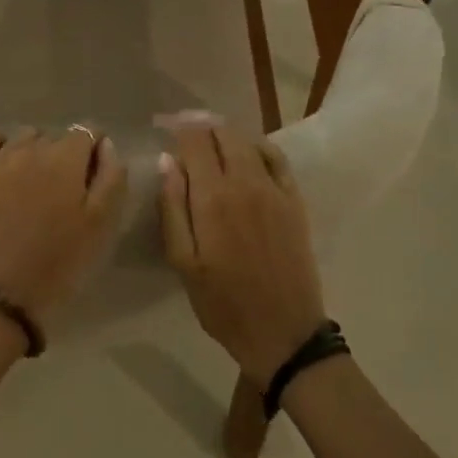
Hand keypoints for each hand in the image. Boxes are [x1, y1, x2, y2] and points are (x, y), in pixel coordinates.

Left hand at [0, 127, 126, 323]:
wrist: (1, 295)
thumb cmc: (59, 262)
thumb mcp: (102, 224)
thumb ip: (112, 176)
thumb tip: (105, 144)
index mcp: (66, 158)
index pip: (88, 132)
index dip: (94, 153)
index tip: (91, 180)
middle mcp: (31, 147)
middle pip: (56, 137)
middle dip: (65, 156)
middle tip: (64, 193)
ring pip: (25, 137)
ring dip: (34, 152)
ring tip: (34, 185)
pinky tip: (4, 167)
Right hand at [159, 125, 327, 386]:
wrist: (283, 332)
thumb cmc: (223, 303)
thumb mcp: (183, 261)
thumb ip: (173, 207)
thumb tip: (167, 161)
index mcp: (213, 197)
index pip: (194, 140)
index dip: (177, 127)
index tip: (163, 126)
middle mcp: (246, 182)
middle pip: (222, 133)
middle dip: (200, 125)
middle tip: (183, 131)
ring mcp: (275, 189)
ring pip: (248, 141)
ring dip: (226, 134)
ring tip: (209, 140)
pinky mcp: (294, 200)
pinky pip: (276, 158)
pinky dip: (257, 146)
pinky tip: (246, 153)